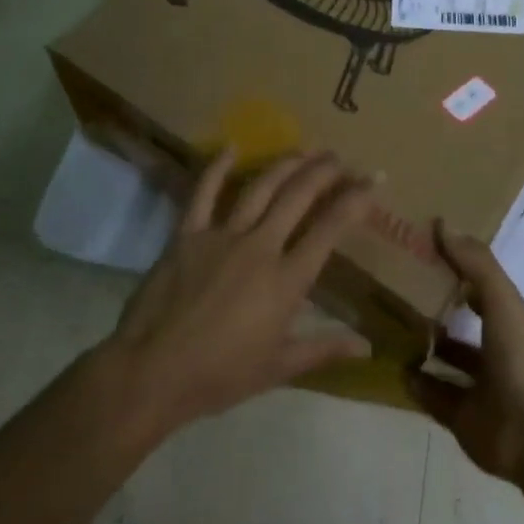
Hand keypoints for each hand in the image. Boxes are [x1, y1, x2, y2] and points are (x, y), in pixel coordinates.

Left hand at [99, 149, 371, 441]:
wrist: (151, 374)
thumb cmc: (219, 376)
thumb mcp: (278, 367)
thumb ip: (324, 348)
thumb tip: (367, 347)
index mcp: (286, 280)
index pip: (330, 228)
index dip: (356, 200)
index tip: (372, 179)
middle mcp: (261, 246)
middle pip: (299, 195)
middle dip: (325, 172)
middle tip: (340, 158)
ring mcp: (222, 236)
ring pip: (261, 187)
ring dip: (287, 164)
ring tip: (306, 150)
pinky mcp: (187, 234)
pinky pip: (204, 192)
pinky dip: (217, 167)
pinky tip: (232, 147)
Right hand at [407, 225, 523, 481]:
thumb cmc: (519, 357)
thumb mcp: (501, 299)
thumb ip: (475, 263)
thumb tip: (442, 224)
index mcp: (509, 321)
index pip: (482, 287)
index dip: (460, 270)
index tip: (425, 253)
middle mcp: (495, 351)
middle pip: (463, 324)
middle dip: (437, 309)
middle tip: (397, 290)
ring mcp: (480, 386)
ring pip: (448, 361)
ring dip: (426, 346)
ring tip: (390, 326)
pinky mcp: (463, 417)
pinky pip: (435, 397)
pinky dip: (417, 384)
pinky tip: (396, 367)